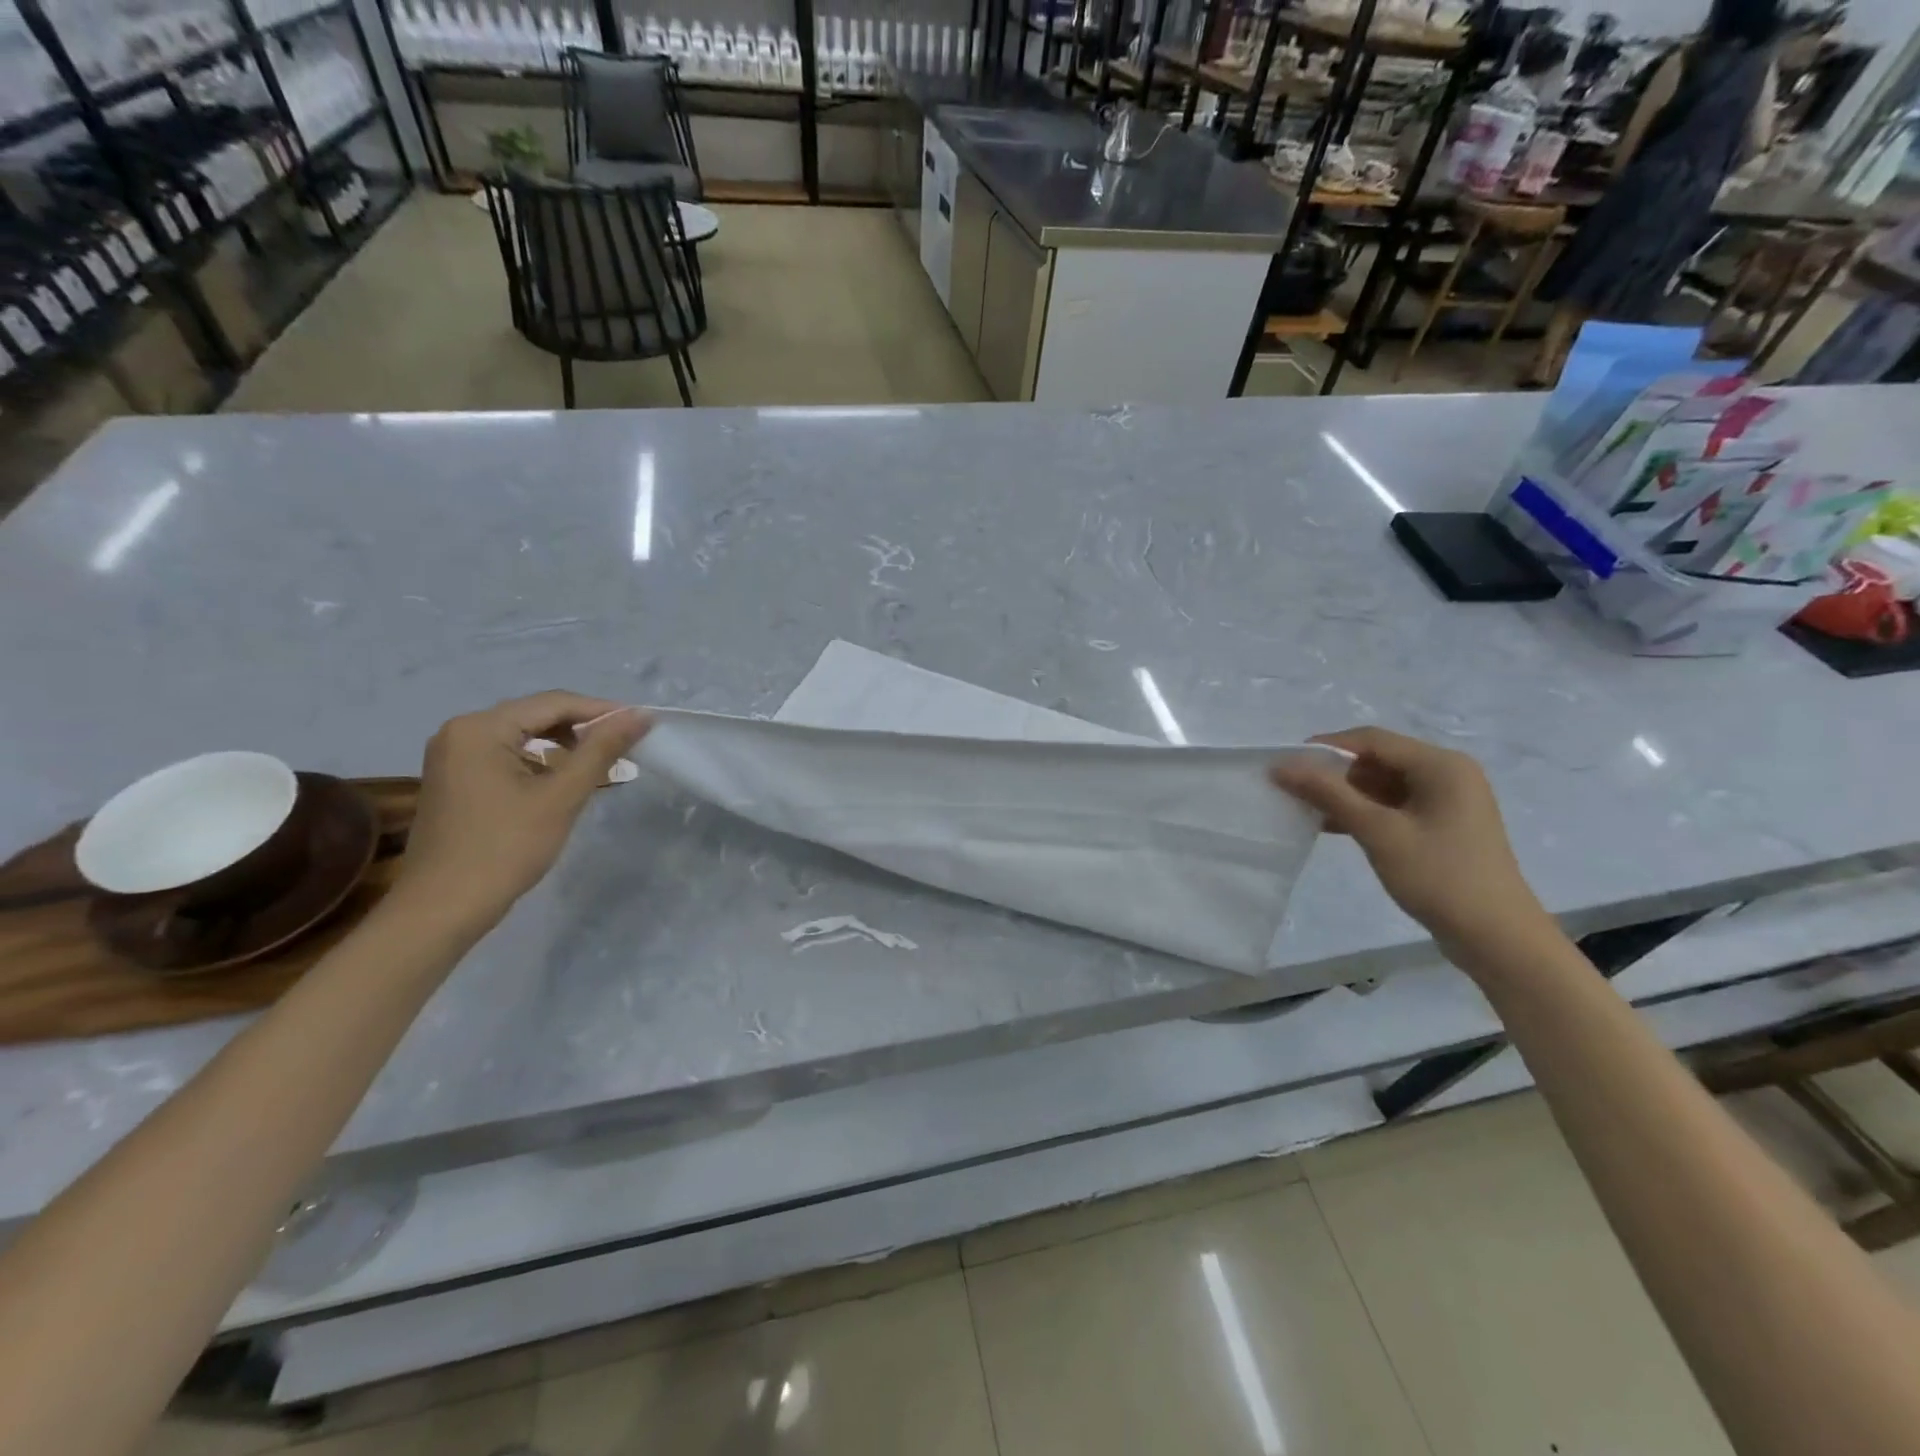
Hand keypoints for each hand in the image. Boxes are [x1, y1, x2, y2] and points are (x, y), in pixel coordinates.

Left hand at [394, 692, 651, 930]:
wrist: (443, 908)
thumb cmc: (505, 848)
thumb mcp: (562, 796)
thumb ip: (602, 750)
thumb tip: (641, 715)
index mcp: (481, 728)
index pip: (553, 703)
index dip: (602, 711)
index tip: (642, 724)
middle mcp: (461, 731)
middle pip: (536, 716)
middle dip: (584, 729)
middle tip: (626, 746)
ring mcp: (453, 756)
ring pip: (523, 737)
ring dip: (564, 747)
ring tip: (602, 765)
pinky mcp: (455, 780)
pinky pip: (507, 756)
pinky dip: (540, 763)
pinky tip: (564, 782)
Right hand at [1271, 726, 1553, 959]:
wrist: (1496, 938)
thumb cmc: (1438, 877)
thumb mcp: (1378, 832)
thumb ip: (1329, 794)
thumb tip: (1282, 765)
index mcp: (1441, 765)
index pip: (1372, 740)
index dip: (1325, 747)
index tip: (1285, 763)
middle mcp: (1448, 773)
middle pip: (1378, 759)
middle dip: (1334, 773)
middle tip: (1292, 789)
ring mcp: (1448, 801)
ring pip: (1384, 784)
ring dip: (1345, 794)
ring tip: (1305, 808)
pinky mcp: (1443, 825)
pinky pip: (1395, 806)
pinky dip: (1364, 812)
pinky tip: (1332, 826)